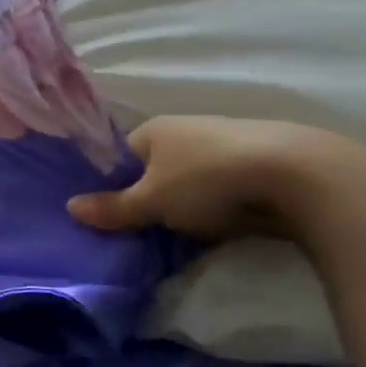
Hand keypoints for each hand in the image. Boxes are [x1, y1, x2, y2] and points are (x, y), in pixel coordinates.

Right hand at [66, 115, 357, 241]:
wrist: (296, 175)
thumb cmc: (207, 179)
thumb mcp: (152, 201)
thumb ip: (113, 207)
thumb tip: (69, 208)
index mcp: (153, 129)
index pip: (120, 156)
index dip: (114, 185)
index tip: (113, 215)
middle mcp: (185, 130)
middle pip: (154, 169)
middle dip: (150, 199)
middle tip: (143, 232)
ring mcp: (221, 145)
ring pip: (188, 181)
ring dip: (184, 206)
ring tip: (179, 237)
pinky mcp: (254, 165)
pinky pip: (219, 190)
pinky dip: (215, 208)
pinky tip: (217, 229)